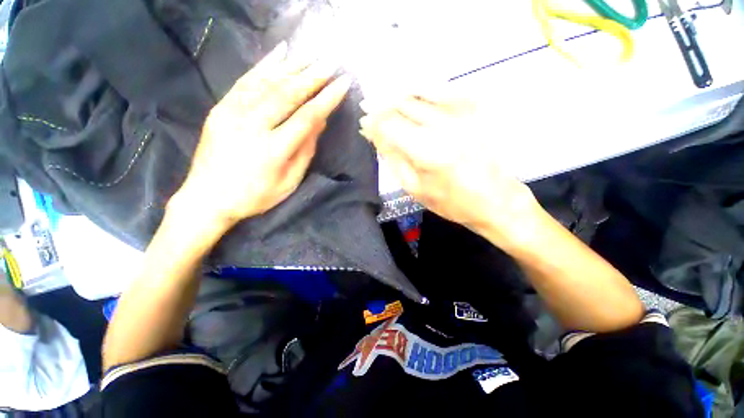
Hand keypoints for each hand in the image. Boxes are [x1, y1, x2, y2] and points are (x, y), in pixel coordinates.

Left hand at [172, 42, 351, 228]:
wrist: (207, 198)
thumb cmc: (255, 196)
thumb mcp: (288, 182)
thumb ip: (305, 152)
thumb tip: (319, 123)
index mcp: (274, 150)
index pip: (307, 117)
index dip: (327, 99)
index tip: (343, 83)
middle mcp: (253, 126)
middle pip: (288, 94)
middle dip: (313, 76)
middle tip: (331, 62)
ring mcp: (233, 113)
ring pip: (268, 82)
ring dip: (293, 66)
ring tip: (312, 55)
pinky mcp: (221, 107)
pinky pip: (245, 80)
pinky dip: (265, 64)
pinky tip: (280, 52)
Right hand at [359, 92, 539, 248]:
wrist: (495, 199)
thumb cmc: (450, 201)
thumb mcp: (414, 187)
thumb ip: (393, 158)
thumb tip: (374, 134)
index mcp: (427, 150)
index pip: (389, 125)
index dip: (373, 122)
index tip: (363, 125)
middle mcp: (443, 125)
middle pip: (402, 104)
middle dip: (381, 106)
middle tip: (368, 110)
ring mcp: (462, 112)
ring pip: (419, 92)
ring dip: (397, 95)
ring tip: (384, 102)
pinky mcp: (474, 107)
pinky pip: (441, 89)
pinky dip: (421, 89)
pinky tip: (410, 94)